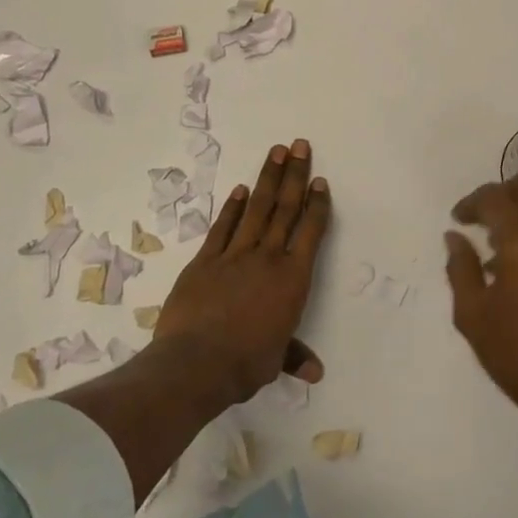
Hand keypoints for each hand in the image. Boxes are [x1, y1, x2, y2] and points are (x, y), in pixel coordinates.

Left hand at [153, 139, 330, 405]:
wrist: (196, 363)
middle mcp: (267, 258)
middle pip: (285, 209)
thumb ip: (294, 355)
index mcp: (292, 279)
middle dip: (295, 175)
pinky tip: (240, 189)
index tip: (320, 180)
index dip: (317, 204)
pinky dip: (232, 207)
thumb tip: (315, 372)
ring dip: (267, 178)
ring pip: (257, 209)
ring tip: (276, 152)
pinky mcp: (205, 260)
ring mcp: (234, 255)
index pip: (310, 232)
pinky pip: (222, 227)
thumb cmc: (245, 363)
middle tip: (300, 145)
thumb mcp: (275, 360)